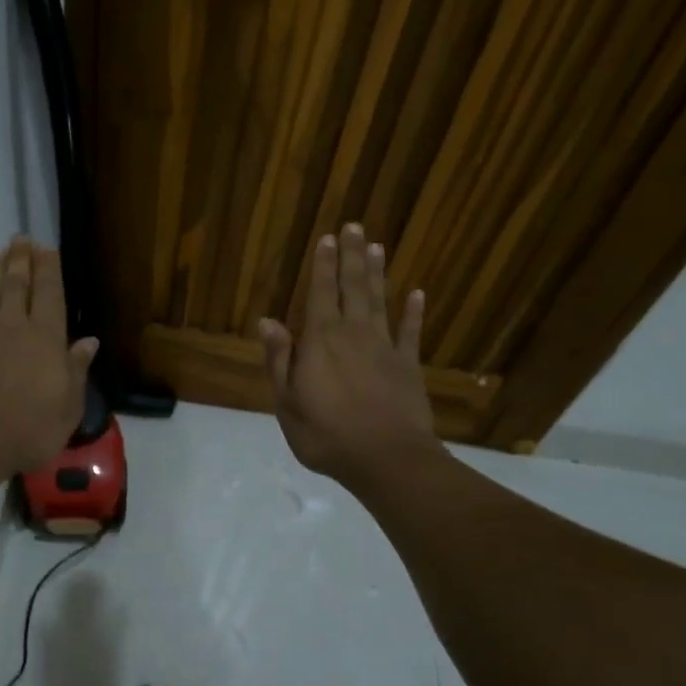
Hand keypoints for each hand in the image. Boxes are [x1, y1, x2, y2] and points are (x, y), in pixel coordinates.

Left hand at [0, 237, 97, 482]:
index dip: (49, 269)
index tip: (47, 248)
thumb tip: (88, 341)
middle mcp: (13, 328)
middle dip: (21, 260)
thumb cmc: (28, 431)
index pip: (50, 294)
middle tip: (21, 238)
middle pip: (17, 285)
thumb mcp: (68, 408)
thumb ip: (77, 371)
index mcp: (46, 340)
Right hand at [259, 224, 438, 486]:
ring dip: (377, 273)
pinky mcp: (409, 366)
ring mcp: (385, 347)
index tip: (327, 238)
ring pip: (380, 301)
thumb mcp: (287, 402)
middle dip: (351, 256)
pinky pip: (411, 332)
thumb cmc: (326, 434)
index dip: (323, 265)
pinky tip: (417, 293)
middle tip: (354, 226)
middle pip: (353, 287)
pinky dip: (414, 312)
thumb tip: (268, 321)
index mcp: (320, 341)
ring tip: (376, 246)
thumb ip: (279, 359)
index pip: (320, 293)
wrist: (385, 459)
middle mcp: (353, 334)